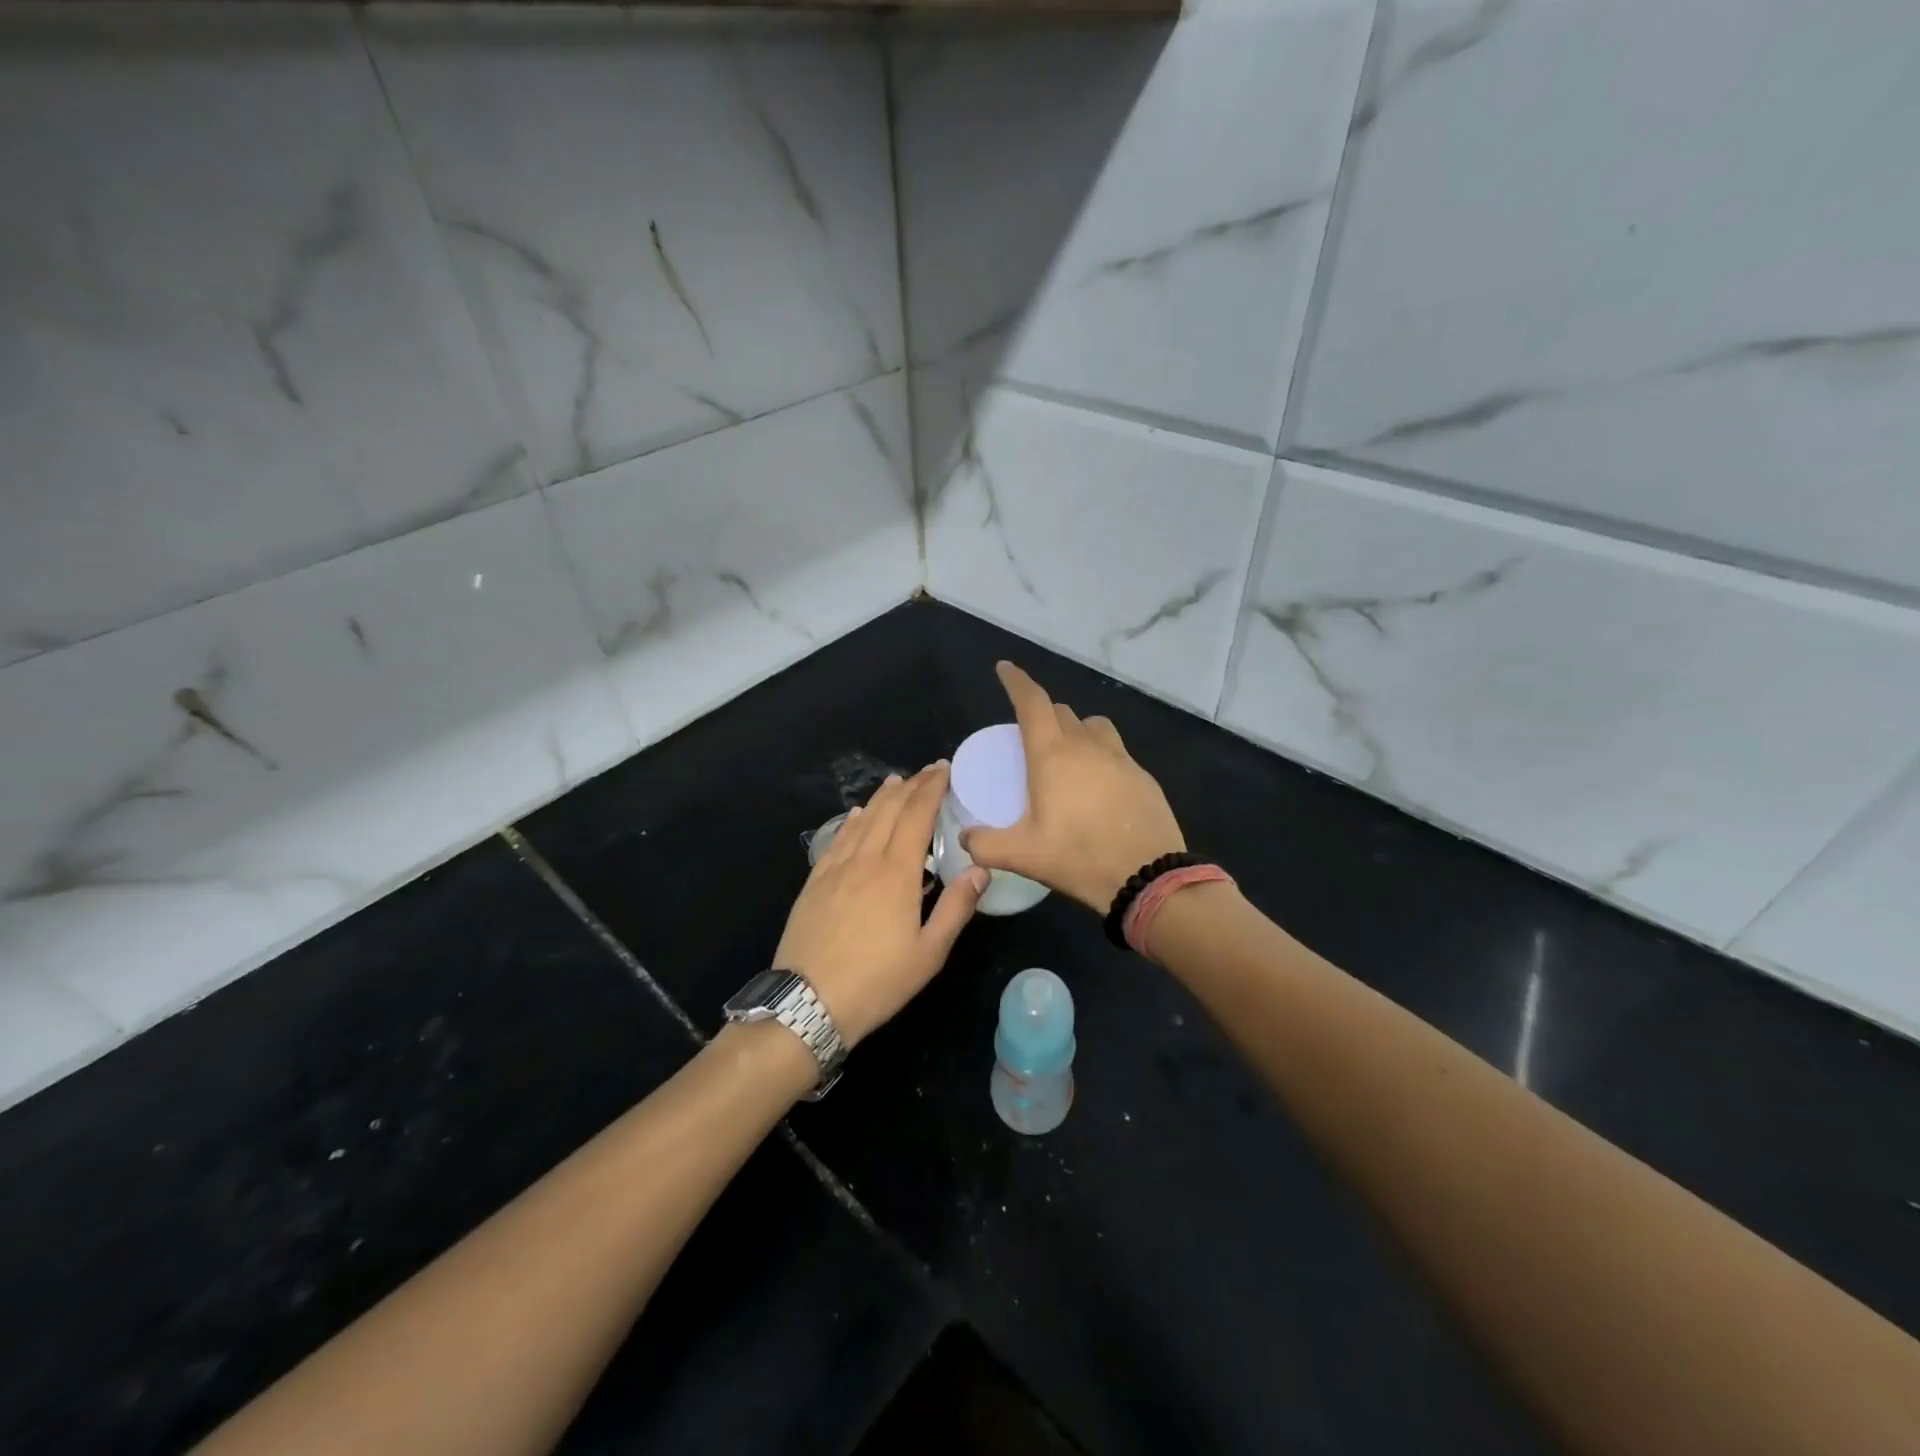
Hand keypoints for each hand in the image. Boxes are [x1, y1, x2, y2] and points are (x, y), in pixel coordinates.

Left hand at [774, 762, 987, 1047]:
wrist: (808, 1002)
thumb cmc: (878, 981)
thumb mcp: (929, 953)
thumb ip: (956, 907)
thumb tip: (980, 869)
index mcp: (896, 873)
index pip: (916, 816)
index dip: (931, 789)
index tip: (944, 769)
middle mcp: (865, 860)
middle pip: (889, 811)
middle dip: (911, 786)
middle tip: (928, 770)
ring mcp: (835, 869)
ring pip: (862, 820)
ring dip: (882, 798)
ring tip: (896, 782)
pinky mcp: (815, 882)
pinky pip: (838, 839)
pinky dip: (852, 821)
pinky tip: (858, 815)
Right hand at [961, 662, 1186, 911]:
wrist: (1149, 877)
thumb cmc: (1079, 857)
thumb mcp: (1024, 855)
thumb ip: (986, 845)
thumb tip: (965, 839)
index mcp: (1052, 755)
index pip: (1031, 702)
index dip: (1016, 681)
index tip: (1005, 669)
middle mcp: (1087, 746)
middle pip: (1061, 712)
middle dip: (1042, 713)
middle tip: (1029, 736)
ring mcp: (1120, 758)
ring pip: (1093, 726)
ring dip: (1075, 730)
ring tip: (1067, 756)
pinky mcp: (1143, 776)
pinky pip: (1116, 752)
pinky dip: (1101, 756)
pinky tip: (1099, 788)